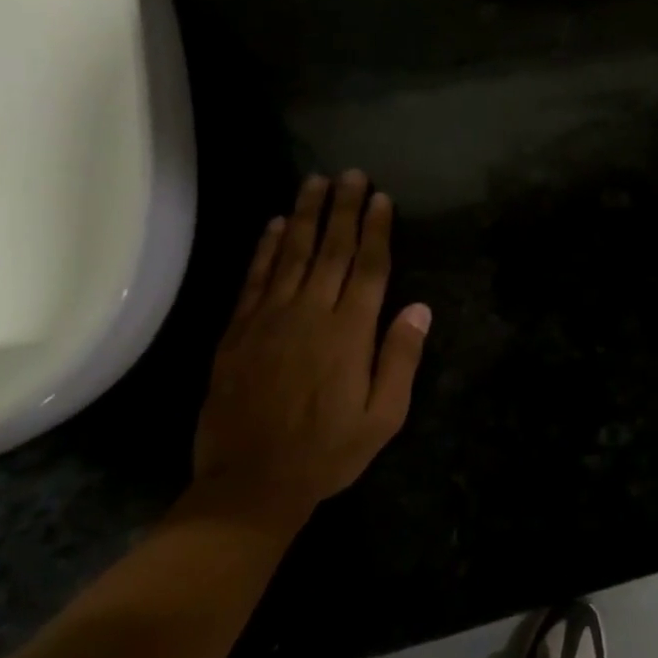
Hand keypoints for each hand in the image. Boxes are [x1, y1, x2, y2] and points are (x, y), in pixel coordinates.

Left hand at [193, 171, 431, 532]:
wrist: (249, 484)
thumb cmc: (326, 452)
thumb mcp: (383, 417)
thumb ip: (400, 359)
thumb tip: (419, 309)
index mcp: (349, 332)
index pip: (369, 267)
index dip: (377, 230)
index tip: (381, 198)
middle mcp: (310, 313)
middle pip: (332, 249)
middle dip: (344, 208)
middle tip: (351, 174)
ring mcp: (269, 319)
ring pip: (291, 254)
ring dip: (305, 215)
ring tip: (315, 181)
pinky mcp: (238, 331)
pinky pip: (254, 278)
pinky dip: (265, 248)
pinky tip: (274, 224)